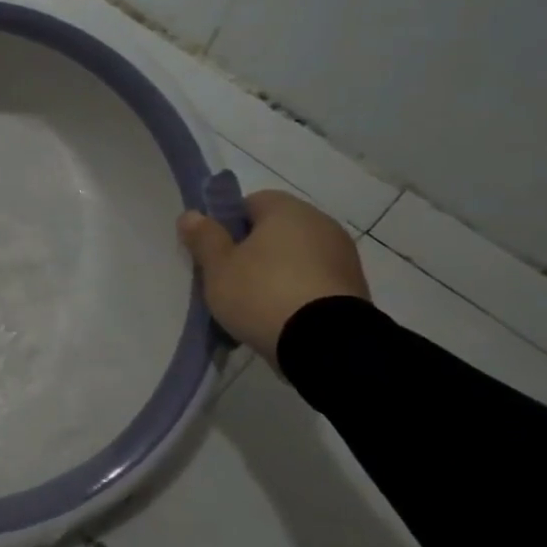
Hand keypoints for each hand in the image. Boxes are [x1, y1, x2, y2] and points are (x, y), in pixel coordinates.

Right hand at [177, 189, 368, 368]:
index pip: (250, 203)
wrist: (326, 343)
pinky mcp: (355, 289)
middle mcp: (321, 223)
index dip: (227, 225)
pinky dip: (297, 294)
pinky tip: (280, 319)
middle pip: (275, 231)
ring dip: (276, 275)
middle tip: (229, 281)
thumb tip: (191, 215)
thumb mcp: (218, 267)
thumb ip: (204, 238)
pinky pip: (314, 283)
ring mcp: (343, 257)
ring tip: (254, 307)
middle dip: (252, 252)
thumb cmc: (262, 293)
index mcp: (287, 210)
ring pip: (295, 258)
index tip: (215, 253)